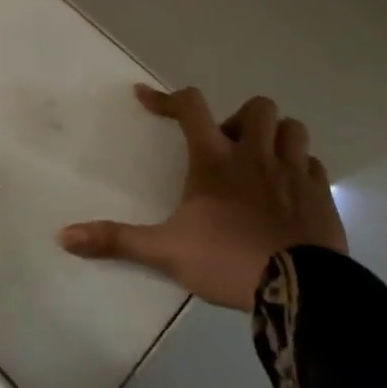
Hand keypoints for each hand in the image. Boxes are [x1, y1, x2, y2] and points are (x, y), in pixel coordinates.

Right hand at [58, 87, 345, 310]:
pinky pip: (314, 165)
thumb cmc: (226, 259)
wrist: (299, 290)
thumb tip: (64, 237)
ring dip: (276, 137)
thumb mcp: (165, 251)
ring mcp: (293, 172)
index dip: (165, 98)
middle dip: (241, 119)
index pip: (190, 107)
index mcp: (214, 159)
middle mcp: (255, 155)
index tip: (144, 97)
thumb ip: (117, 240)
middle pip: (256, 107)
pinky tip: (289, 190)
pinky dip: (301, 168)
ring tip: (261, 163)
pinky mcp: (321, 195)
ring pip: (293, 128)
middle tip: (228, 149)